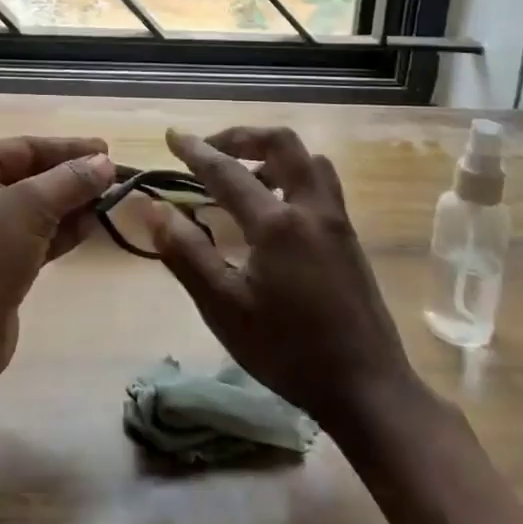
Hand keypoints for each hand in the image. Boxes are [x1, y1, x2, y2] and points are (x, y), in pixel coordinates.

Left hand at [0, 135, 116, 385]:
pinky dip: (58, 230)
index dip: (67, 148)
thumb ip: (71, 181)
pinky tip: (91, 225)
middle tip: (112, 175)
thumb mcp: (31, 208)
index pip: (22, 148)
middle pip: (27, 175)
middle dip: (70, 178)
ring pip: (31, 207)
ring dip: (69, 204)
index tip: (106, 148)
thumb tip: (105, 162)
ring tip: (109, 199)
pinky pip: (29, 235)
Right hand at [135, 126, 414, 430]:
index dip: (195, 151)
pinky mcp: (349, 238)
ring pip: (308, 160)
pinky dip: (292, 174)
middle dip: (242, 136)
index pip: (227, 171)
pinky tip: (275, 208)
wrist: (367, 388)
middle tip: (212, 149)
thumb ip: (187, 254)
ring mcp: (336, 221)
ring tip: (243, 175)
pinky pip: (320, 183)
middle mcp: (311, 209)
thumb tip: (155, 209)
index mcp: (278, 224)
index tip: (171, 135)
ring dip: (272, 154)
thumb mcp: (225, 308)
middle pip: (282, 143)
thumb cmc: (288, 351)